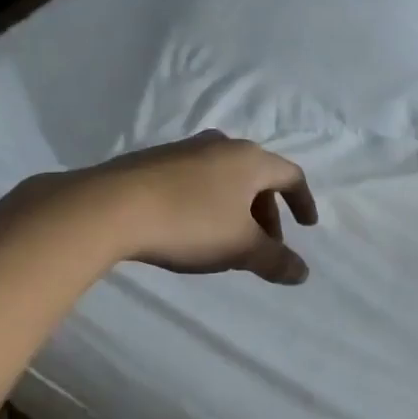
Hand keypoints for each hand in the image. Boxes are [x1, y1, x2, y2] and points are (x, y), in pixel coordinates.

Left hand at [22, 132, 318, 284]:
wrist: (110, 207)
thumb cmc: (190, 223)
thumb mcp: (240, 247)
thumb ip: (276, 260)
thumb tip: (303, 272)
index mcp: (249, 160)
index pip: (290, 175)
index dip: (303, 201)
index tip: (307, 226)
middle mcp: (220, 145)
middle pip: (257, 176)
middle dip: (267, 211)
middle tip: (265, 244)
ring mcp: (184, 150)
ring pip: (225, 178)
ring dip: (237, 207)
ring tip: (229, 239)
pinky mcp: (153, 161)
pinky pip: (196, 180)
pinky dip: (208, 202)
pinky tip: (191, 227)